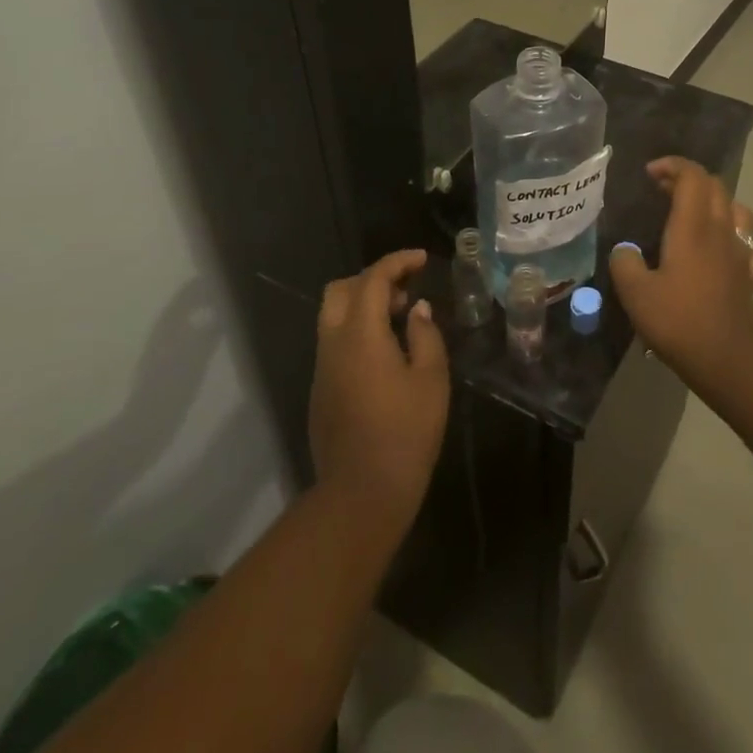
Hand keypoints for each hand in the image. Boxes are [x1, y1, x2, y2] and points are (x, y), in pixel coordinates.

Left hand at [308, 250, 448, 530]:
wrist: (362, 492)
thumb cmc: (406, 432)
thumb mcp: (431, 379)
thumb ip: (425, 334)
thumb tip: (416, 310)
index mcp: (360, 335)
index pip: (372, 279)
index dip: (397, 262)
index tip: (422, 259)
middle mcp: (332, 343)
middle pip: (341, 290)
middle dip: (372, 279)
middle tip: (406, 291)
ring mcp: (322, 368)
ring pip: (333, 316)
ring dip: (363, 305)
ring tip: (399, 320)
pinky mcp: (320, 389)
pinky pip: (334, 342)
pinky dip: (356, 330)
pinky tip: (385, 352)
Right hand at [609, 157, 752, 389]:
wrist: (726, 358)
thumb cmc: (678, 320)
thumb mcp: (635, 293)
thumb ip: (624, 263)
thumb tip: (624, 251)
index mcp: (692, 227)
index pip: (692, 176)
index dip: (672, 166)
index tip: (650, 174)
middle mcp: (720, 231)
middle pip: (715, 186)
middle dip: (689, 179)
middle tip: (663, 190)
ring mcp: (740, 253)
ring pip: (739, 210)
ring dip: (717, 203)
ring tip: (696, 214)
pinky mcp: (750, 277)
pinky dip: (740, 239)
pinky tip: (728, 251)